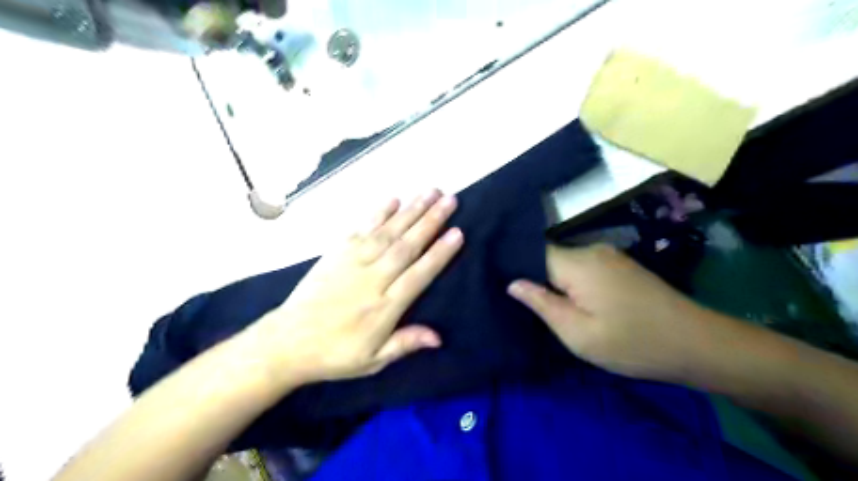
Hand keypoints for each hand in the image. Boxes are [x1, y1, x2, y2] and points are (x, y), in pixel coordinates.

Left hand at [244, 190, 466, 388]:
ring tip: (430, 191)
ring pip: (388, 232)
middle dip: (431, 221)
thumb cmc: (335, 353)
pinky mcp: (336, 253)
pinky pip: (361, 229)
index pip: (418, 275)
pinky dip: (377, 213)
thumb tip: (439, 337)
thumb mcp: (372, 360)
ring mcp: (353, 262)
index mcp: (384, 307)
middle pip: (406, 246)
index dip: (439, 254)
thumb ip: (405, 344)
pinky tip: (393, 199)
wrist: (287, 341)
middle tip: (450, 200)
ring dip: (411, 210)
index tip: (457, 233)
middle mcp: (372, 279)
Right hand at [504, 245, 725, 383]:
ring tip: (547, 304)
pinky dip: (573, 281)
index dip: (516, 267)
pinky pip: (583, 267)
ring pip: (566, 262)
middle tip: (524, 304)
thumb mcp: (578, 334)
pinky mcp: (620, 265)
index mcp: (578, 263)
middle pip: (549, 256)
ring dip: (555, 281)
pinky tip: (575, 300)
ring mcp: (609, 256)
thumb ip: (542, 304)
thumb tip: (512, 283)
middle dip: (535, 277)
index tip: (499, 283)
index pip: (533, 253)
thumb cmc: (632, 343)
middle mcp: (591, 250)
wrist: (697, 344)